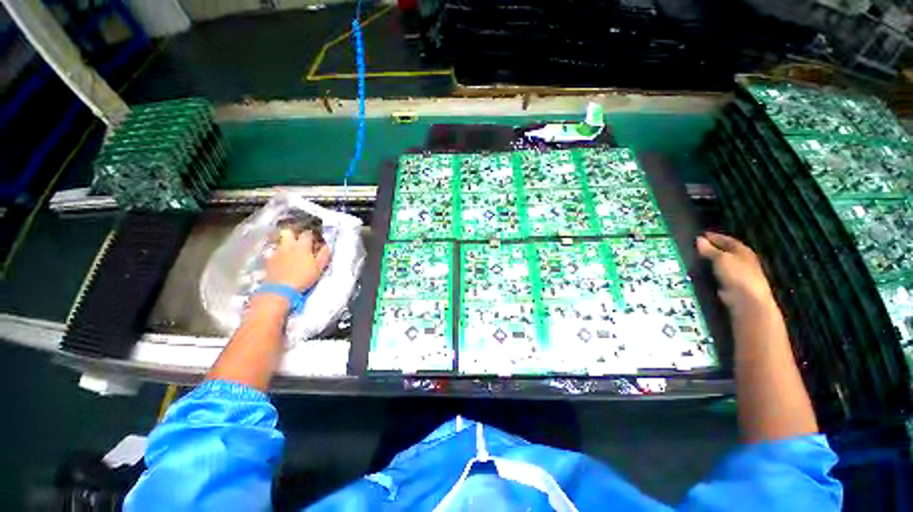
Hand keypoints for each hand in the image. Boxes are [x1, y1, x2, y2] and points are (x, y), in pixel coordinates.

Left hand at [266, 229, 330, 291]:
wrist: (281, 288)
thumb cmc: (304, 277)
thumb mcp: (319, 267)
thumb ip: (324, 255)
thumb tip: (327, 246)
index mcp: (302, 246)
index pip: (306, 234)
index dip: (310, 235)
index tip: (313, 238)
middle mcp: (288, 245)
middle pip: (287, 232)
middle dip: (292, 234)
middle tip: (297, 240)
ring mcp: (276, 252)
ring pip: (279, 241)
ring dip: (284, 244)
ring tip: (288, 251)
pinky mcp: (267, 260)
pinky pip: (272, 252)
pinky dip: (275, 254)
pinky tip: (279, 260)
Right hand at [696, 232, 775, 316]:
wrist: (747, 299)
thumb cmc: (737, 274)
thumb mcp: (721, 258)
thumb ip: (709, 249)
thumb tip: (698, 239)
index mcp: (742, 250)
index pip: (727, 240)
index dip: (714, 236)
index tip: (701, 234)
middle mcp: (742, 260)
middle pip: (725, 250)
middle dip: (712, 247)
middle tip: (696, 245)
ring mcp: (738, 273)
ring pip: (721, 262)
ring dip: (710, 259)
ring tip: (695, 257)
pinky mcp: (731, 284)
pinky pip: (718, 273)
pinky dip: (710, 270)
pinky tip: (701, 271)